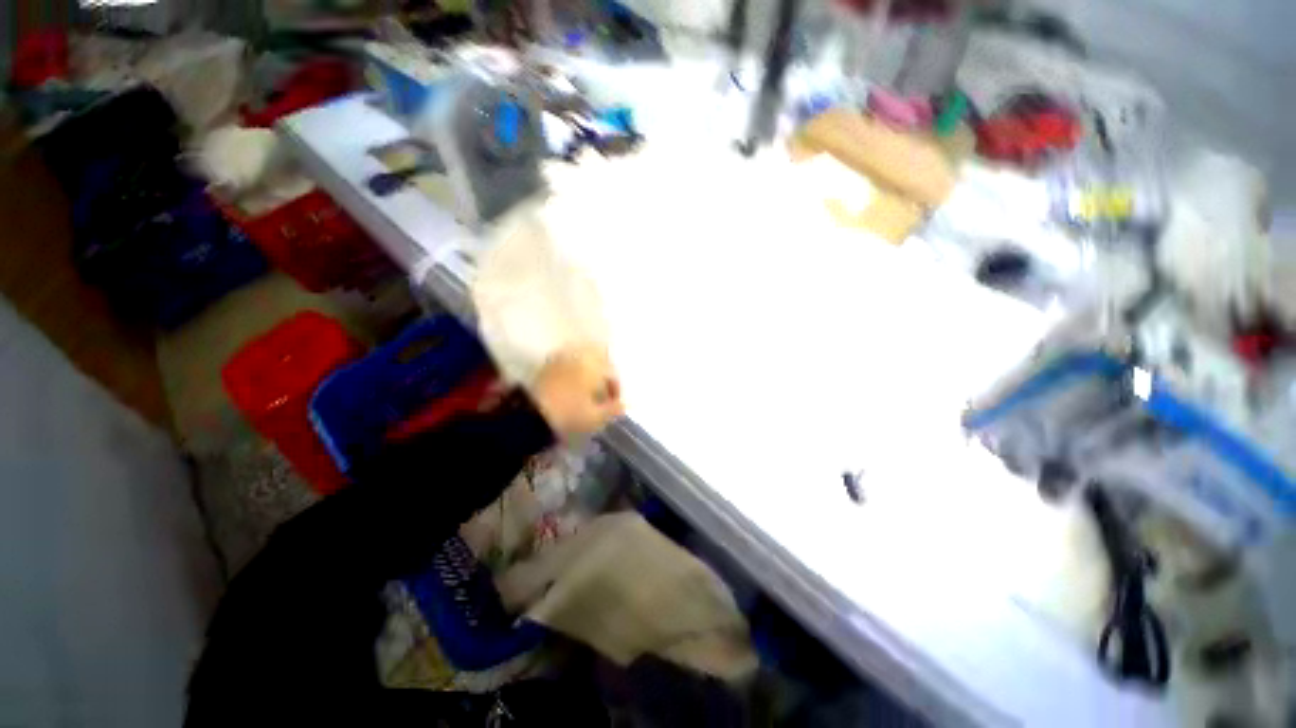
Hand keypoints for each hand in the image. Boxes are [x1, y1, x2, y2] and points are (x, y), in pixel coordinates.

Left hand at [530, 344, 623, 437]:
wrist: (530, 416)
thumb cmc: (569, 415)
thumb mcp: (596, 417)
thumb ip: (613, 409)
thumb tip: (623, 404)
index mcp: (593, 365)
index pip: (611, 371)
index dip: (615, 387)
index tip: (614, 402)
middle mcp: (578, 356)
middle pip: (598, 358)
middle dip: (603, 373)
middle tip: (602, 392)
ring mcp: (561, 359)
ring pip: (582, 359)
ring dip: (588, 371)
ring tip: (587, 390)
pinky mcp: (547, 365)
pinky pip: (566, 363)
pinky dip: (573, 372)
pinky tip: (572, 388)